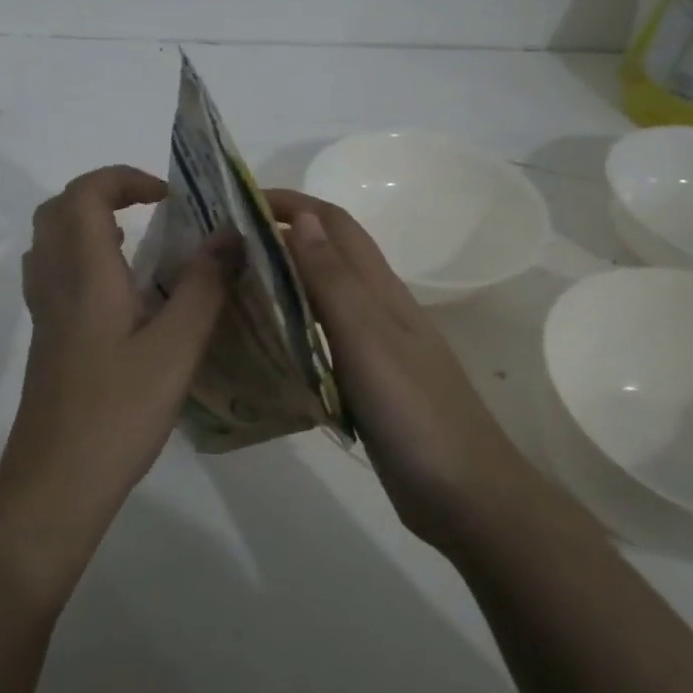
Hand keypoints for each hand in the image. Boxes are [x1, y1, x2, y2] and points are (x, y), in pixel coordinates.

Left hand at [3, 165, 230, 496]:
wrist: (56, 482)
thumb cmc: (118, 412)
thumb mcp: (176, 348)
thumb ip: (204, 286)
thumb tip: (230, 233)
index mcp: (85, 273)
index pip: (85, 193)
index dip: (124, 179)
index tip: (169, 197)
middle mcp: (55, 282)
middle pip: (59, 209)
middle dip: (104, 194)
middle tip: (152, 211)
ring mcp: (44, 312)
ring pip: (51, 241)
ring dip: (89, 224)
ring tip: (139, 242)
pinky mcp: (46, 339)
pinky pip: (54, 273)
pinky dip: (83, 258)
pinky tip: (121, 293)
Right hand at [265, 190, 534, 551]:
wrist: (465, 494)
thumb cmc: (415, 412)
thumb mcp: (368, 340)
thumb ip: (334, 281)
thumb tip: (304, 218)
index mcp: (380, 291)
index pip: (335, 225)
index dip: (292, 203)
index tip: (240, 199)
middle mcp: (378, 310)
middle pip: (330, 254)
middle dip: (283, 234)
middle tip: (226, 243)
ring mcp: (375, 347)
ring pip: (325, 295)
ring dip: (286, 277)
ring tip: (235, 284)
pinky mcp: (368, 382)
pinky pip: (323, 338)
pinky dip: (293, 325)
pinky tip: (267, 342)